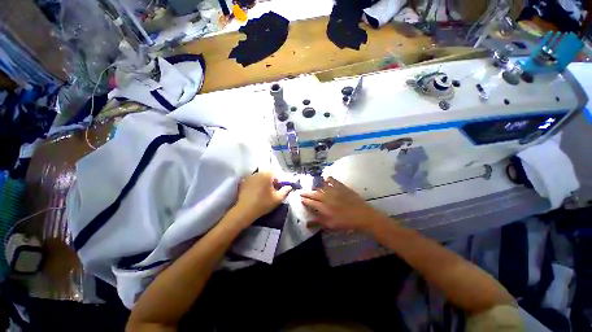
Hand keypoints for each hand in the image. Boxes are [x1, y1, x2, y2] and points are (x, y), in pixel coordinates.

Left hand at [232, 172, 291, 225]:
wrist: (245, 211)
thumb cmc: (263, 203)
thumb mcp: (278, 198)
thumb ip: (285, 191)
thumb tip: (289, 186)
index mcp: (267, 175)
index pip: (276, 175)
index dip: (279, 182)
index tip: (278, 190)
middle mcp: (258, 173)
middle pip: (268, 175)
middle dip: (271, 181)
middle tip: (272, 191)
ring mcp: (250, 177)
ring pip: (260, 177)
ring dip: (263, 182)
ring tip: (263, 192)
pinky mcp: (244, 182)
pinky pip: (253, 180)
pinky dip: (256, 184)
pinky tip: (256, 193)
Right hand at [300, 177, 386, 232]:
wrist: (362, 215)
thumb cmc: (346, 222)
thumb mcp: (331, 225)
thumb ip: (318, 223)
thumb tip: (306, 223)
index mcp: (324, 207)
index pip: (311, 202)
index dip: (305, 200)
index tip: (301, 198)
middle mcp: (327, 197)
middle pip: (314, 194)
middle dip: (307, 193)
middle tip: (301, 191)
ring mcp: (334, 191)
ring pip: (321, 187)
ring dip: (315, 186)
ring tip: (311, 186)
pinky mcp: (341, 187)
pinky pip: (332, 180)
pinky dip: (328, 179)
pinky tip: (325, 179)